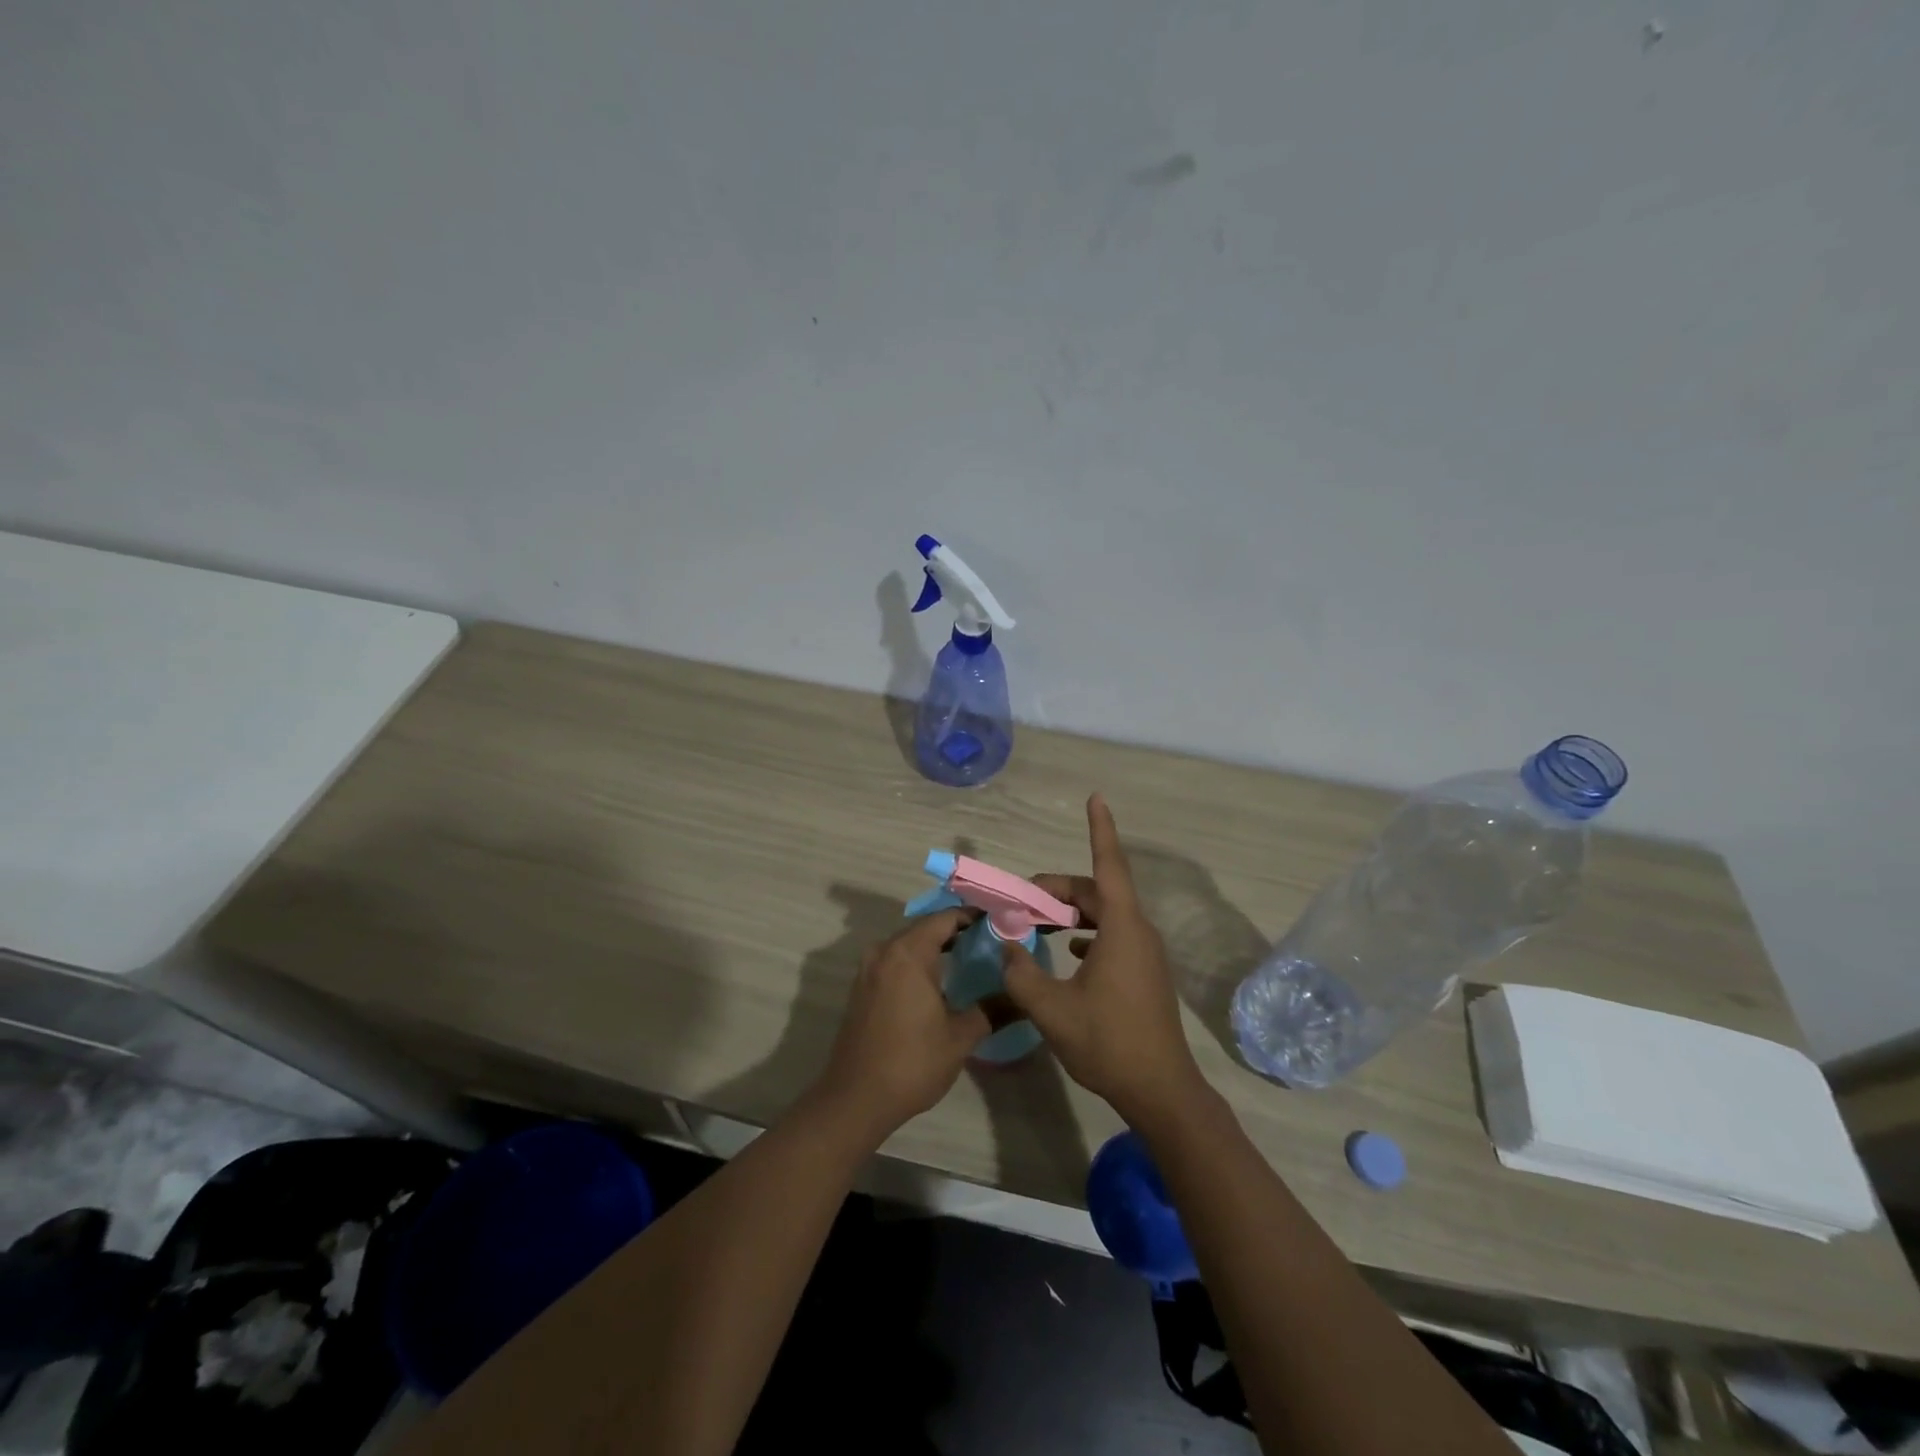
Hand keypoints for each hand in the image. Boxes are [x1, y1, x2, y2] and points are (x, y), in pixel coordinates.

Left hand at [812, 908, 989, 1140]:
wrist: (855, 1099)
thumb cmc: (912, 1063)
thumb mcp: (960, 1037)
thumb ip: (992, 1010)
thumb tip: (1022, 997)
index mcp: (908, 953)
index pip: (945, 918)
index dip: (973, 916)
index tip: (999, 921)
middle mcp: (884, 951)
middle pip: (925, 927)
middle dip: (956, 930)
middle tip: (989, 939)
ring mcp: (869, 969)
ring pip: (908, 944)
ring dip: (935, 946)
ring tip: (969, 957)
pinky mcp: (862, 987)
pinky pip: (895, 960)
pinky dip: (917, 961)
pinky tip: (938, 980)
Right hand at [1001, 794, 1207, 1124]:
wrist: (1161, 1091)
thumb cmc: (1108, 1042)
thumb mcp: (1051, 1009)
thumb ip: (1021, 972)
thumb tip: (1007, 946)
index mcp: (1122, 928)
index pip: (1108, 865)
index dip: (1100, 829)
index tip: (1096, 797)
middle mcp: (1138, 932)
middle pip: (1097, 891)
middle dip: (1058, 888)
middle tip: (1021, 901)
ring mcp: (1144, 953)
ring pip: (1104, 914)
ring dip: (1071, 912)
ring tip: (1037, 921)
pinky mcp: (1144, 973)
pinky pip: (1112, 935)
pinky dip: (1086, 931)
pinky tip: (1067, 948)